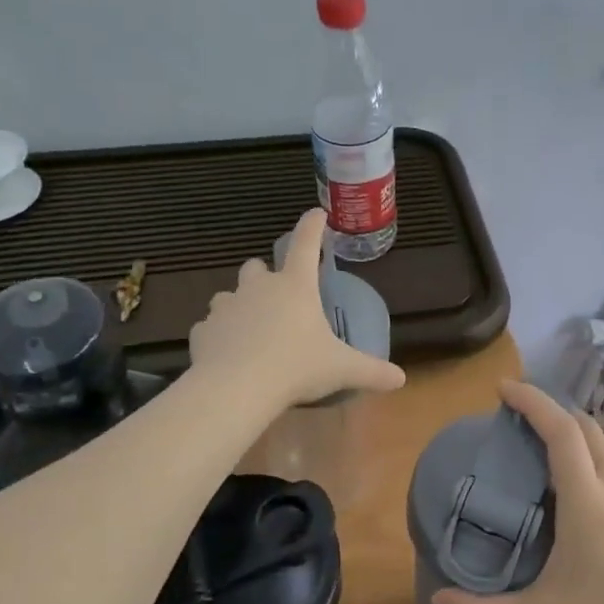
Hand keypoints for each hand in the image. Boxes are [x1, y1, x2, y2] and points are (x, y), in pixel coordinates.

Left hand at [188, 208, 405, 409]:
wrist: (235, 389)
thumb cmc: (296, 368)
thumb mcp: (341, 370)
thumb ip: (372, 372)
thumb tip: (401, 379)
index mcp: (295, 287)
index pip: (305, 244)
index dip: (312, 226)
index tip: (316, 213)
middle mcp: (258, 288)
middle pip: (257, 267)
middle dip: (265, 275)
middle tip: (277, 295)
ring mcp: (226, 307)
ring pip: (229, 295)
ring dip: (240, 306)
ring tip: (251, 330)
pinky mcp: (202, 330)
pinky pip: (210, 327)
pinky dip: (219, 336)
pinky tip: (228, 355)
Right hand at [431, 381, 603, 603]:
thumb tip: (438, 597)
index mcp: (587, 503)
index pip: (561, 432)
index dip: (532, 401)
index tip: (502, 389)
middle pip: (586, 427)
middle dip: (551, 411)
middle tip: (517, 419)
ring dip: (575, 434)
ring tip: (543, 450)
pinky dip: (593, 457)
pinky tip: (579, 489)